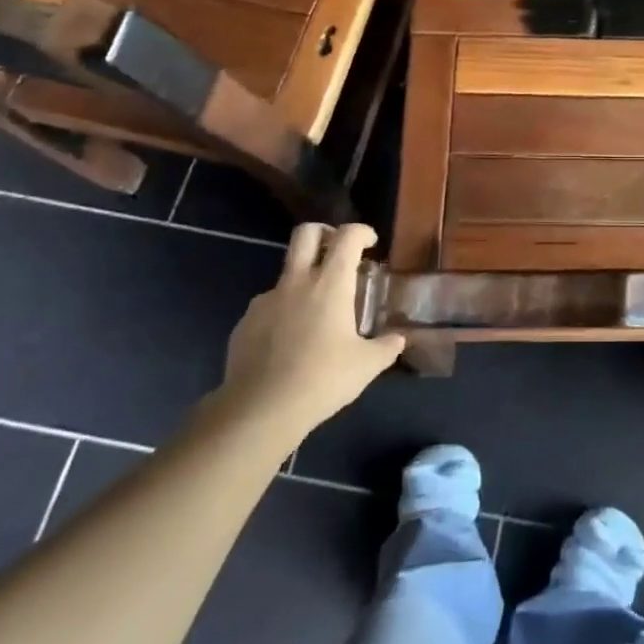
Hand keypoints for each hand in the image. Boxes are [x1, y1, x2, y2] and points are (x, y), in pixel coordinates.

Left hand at [218, 223, 405, 428]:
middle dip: (324, 233)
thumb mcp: (366, 366)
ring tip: (315, 313)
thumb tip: (398, 339)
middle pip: (306, 233)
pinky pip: (268, 306)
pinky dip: (282, 312)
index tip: (371, 243)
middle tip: (338, 252)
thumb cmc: (321, 380)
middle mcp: (297, 282)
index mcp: (330, 283)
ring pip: (286, 273)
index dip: (362, 231)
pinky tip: (289, 342)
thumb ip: (387, 347)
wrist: (259, 411)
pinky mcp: (244, 323)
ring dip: (303, 280)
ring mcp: (266, 301)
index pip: (347, 236)